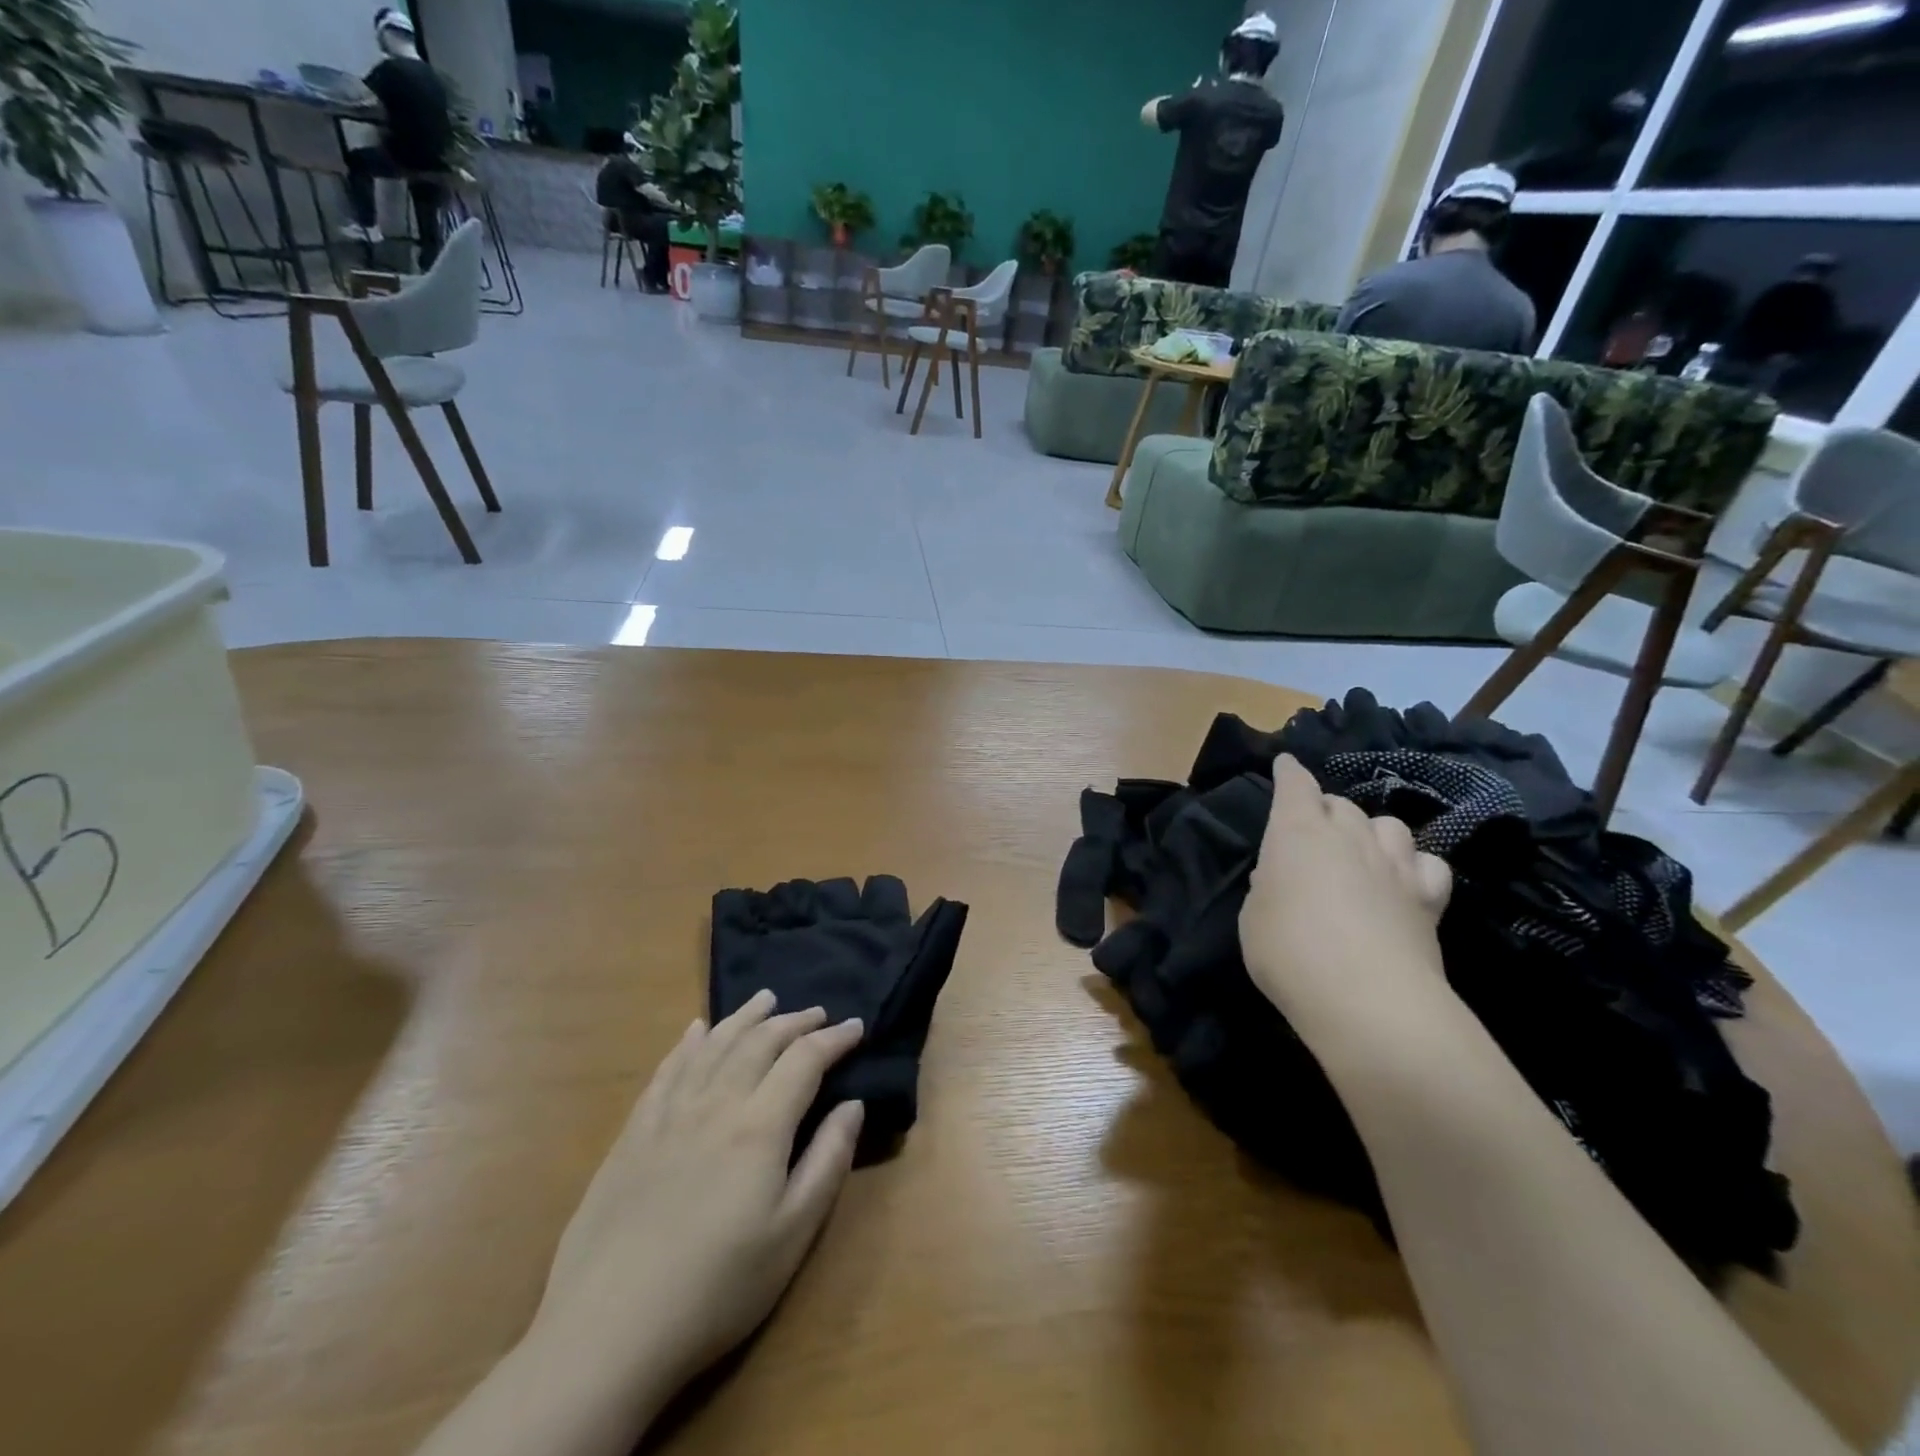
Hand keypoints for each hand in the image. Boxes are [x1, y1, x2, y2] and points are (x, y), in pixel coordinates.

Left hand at [534, 991, 865, 1394]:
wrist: (609, 1330)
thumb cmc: (717, 1288)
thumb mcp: (792, 1235)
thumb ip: (828, 1161)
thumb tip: (853, 1104)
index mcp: (759, 1126)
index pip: (804, 1060)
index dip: (834, 1039)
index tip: (856, 1026)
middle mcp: (716, 1103)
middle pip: (760, 1042)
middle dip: (793, 1021)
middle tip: (817, 1012)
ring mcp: (669, 1114)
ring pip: (714, 1045)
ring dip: (745, 1017)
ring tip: (766, 999)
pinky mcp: (634, 1132)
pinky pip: (668, 1069)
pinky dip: (688, 1042)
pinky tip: (697, 1030)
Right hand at [1240, 755, 1453, 1034]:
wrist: (1367, 999)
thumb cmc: (1289, 951)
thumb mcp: (1253, 917)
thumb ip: (1268, 888)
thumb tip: (1283, 878)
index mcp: (1298, 831)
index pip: (1295, 785)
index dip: (1290, 772)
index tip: (1287, 763)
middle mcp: (1349, 834)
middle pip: (1342, 804)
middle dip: (1327, 810)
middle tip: (1315, 834)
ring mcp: (1394, 864)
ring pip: (1389, 825)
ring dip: (1372, 833)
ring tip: (1363, 853)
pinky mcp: (1429, 898)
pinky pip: (1428, 864)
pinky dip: (1414, 868)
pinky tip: (1405, 884)